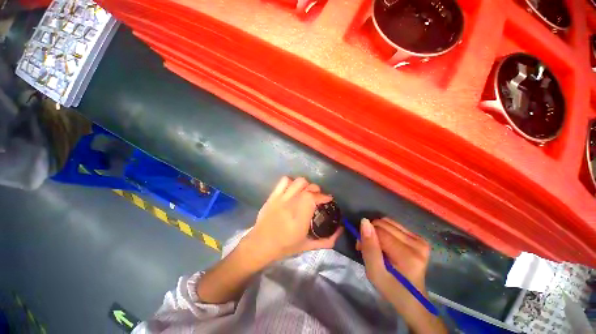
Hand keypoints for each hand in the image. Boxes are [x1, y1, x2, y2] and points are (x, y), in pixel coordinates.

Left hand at [244, 177, 343, 263]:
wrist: (259, 244)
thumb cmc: (284, 247)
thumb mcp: (307, 246)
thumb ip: (327, 241)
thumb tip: (340, 231)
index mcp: (299, 218)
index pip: (313, 197)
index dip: (323, 196)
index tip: (328, 199)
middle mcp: (290, 205)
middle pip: (307, 187)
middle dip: (316, 190)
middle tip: (317, 197)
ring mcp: (280, 198)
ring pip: (298, 182)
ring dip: (306, 185)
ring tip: (306, 192)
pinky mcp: (273, 196)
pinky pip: (284, 181)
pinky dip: (291, 182)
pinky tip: (293, 190)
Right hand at [358, 217, 430, 302]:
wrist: (412, 300)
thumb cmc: (391, 289)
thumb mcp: (374, 273)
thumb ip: (369, 247)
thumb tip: (364, 222)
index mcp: (407, 255)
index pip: (379, 231)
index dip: (366, 236)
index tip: (360, 248)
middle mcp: (417, 244)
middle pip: (384, 225)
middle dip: (371, 232)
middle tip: (367, 247)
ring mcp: (420, 241)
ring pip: (388, 222)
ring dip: (377, 231)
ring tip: (376, 246)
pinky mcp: (420, 239)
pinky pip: (395, 225)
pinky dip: (385, 231)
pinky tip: (385, 243)